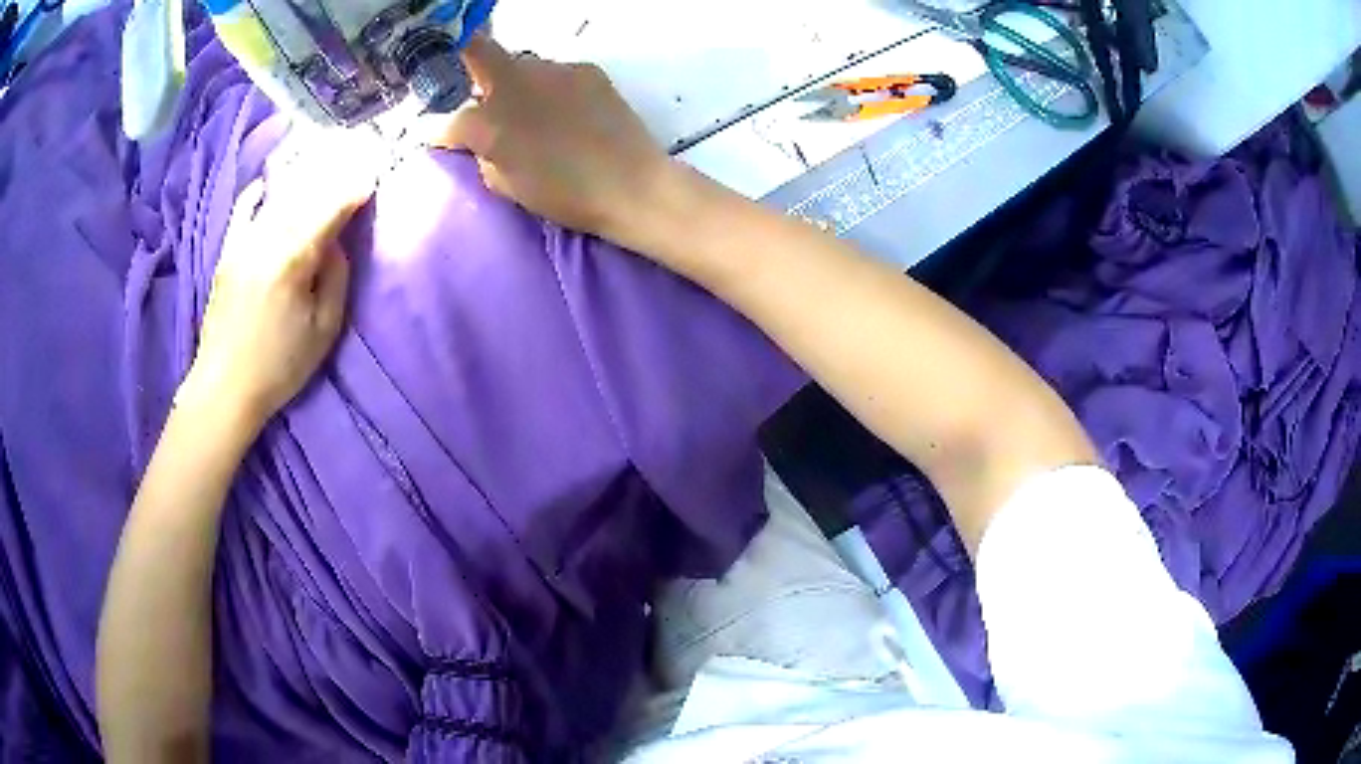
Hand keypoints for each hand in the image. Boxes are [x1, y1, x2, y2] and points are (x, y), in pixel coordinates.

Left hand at [181, 133, 377, 434]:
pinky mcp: (227, 251)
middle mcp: (267, 239)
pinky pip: (243, 210)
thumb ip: (336, 278)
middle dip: (333, 174)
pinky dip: (258, 192)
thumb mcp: (324, 330)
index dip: (354, 189)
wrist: (224, 387)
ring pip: (278, 196)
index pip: (330, 209)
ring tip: (322, 161)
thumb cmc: (279, 366)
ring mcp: (243, 242)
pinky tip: (269, 181)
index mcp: (293, 260)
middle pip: (305, 194)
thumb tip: (337, 243)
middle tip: (355, 158)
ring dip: (303, 176)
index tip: (373, 175)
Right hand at [420, 37, 672, 244]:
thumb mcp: (506, 184)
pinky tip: (568, 110)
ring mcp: (554, 70)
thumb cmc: (565, 195)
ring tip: (535, 111)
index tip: (447, 134)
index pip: (448, 115)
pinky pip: (557, 72)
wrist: (632, 185)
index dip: (441, 125)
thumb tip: (475, 141)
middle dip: (479, 80)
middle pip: (484, 62)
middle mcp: (516, 83)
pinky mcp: (587, 69)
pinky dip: (553, 87)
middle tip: (490, 108)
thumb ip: (482, 155)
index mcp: (489, 122)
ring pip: (522, 65)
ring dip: (518, 84)